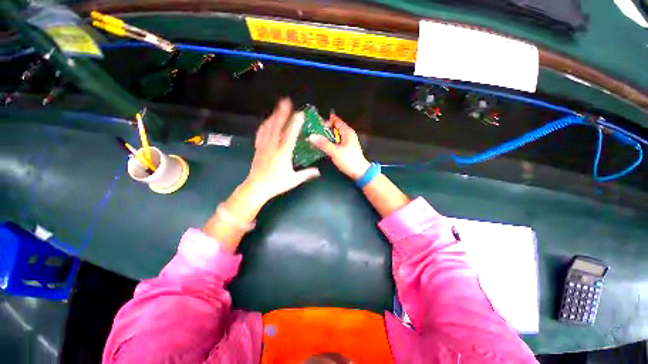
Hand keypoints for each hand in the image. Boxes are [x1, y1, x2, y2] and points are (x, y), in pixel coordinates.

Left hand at [245, 98, 320, 201]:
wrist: (257, 187)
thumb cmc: (276, 184)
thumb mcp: (294, 180)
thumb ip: (306, 174)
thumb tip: (318, 171)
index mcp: (283, 153)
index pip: (290, 135)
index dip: (296, 123)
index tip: (300, 114)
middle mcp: (273, 146)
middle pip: (277, 126)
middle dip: (282, 113)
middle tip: (286, 101)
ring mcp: (264, 146)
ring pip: (268, 128)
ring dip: (273, 116)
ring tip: (277, 107)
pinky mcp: (258, 149)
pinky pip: (260, 133)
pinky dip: (264, 125)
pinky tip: (266, 121)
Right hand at [308, 114, 370, 179]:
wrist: (359, 173)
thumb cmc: (349, 161)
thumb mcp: (335, 152)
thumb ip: (323, 144)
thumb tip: (311, 136)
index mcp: (347, 132)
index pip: (336, 121)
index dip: (326, 122)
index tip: (316, 127)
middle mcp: (348, 135)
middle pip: (334, 128)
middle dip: (324, 130)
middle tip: (314, 134)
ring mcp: (347, 142)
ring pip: (334, 136)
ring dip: (326, 138)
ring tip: (316, 141)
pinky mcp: (346, 149)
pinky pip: (336, 142)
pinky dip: (329, 143)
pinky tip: (322, 147)